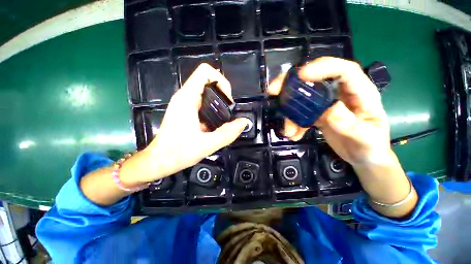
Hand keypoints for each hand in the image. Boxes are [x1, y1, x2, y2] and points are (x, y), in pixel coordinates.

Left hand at [122, 64, 248, 183]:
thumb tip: (244, 122)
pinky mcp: (185, 109)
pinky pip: (202, 101)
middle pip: (207, 80)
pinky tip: (215, 122)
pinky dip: (213, 107)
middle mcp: (184, 96)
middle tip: (228, 111)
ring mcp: (184, 102)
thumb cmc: (179, 152)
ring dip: (218, 101)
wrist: (160, 160)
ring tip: (223, 118)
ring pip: (205, 91)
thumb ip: (228, 133)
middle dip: (222, 93)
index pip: (206, 72)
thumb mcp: (207, 144)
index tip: (228, 100)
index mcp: (187, 98)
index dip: (221, 81)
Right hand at [268, 57, 390, 165]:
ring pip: (303, 97)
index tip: (301, 75)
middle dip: (292, 82)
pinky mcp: (317, 114)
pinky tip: (293, 134)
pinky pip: (300, 113)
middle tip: (274, 90)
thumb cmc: (371, 147)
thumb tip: (329, 109)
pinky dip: (293, 122)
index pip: (343, 70)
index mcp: (360, 92)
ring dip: (289, 110)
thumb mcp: (366, 138)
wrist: (363, 157)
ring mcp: (327, 103)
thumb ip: (350, 124)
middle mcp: (341, 93)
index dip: (322, 67)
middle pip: (315, 78)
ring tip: (287, 130)